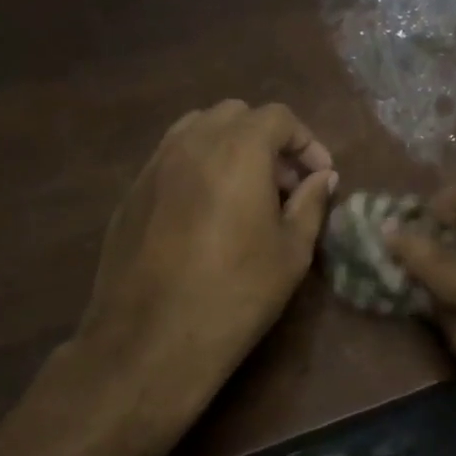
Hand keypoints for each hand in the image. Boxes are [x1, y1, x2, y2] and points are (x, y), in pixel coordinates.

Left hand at [22, 100, 336, 455]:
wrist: (151, 341)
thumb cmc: (236, 294)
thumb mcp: (292, 252)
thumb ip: (311, 203)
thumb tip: (323, 177)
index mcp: (238, 150)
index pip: (279, 117)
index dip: (306, 142)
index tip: (319, 176)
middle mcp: (193, 143)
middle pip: (237, 114)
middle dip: (268, 139)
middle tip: (284, 184)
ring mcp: (156, 164)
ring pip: (198, 128)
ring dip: (230, 145)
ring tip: (245, 190)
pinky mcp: (133, 190)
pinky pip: (172, 156)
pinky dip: (199, 164)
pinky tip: (208, 209)